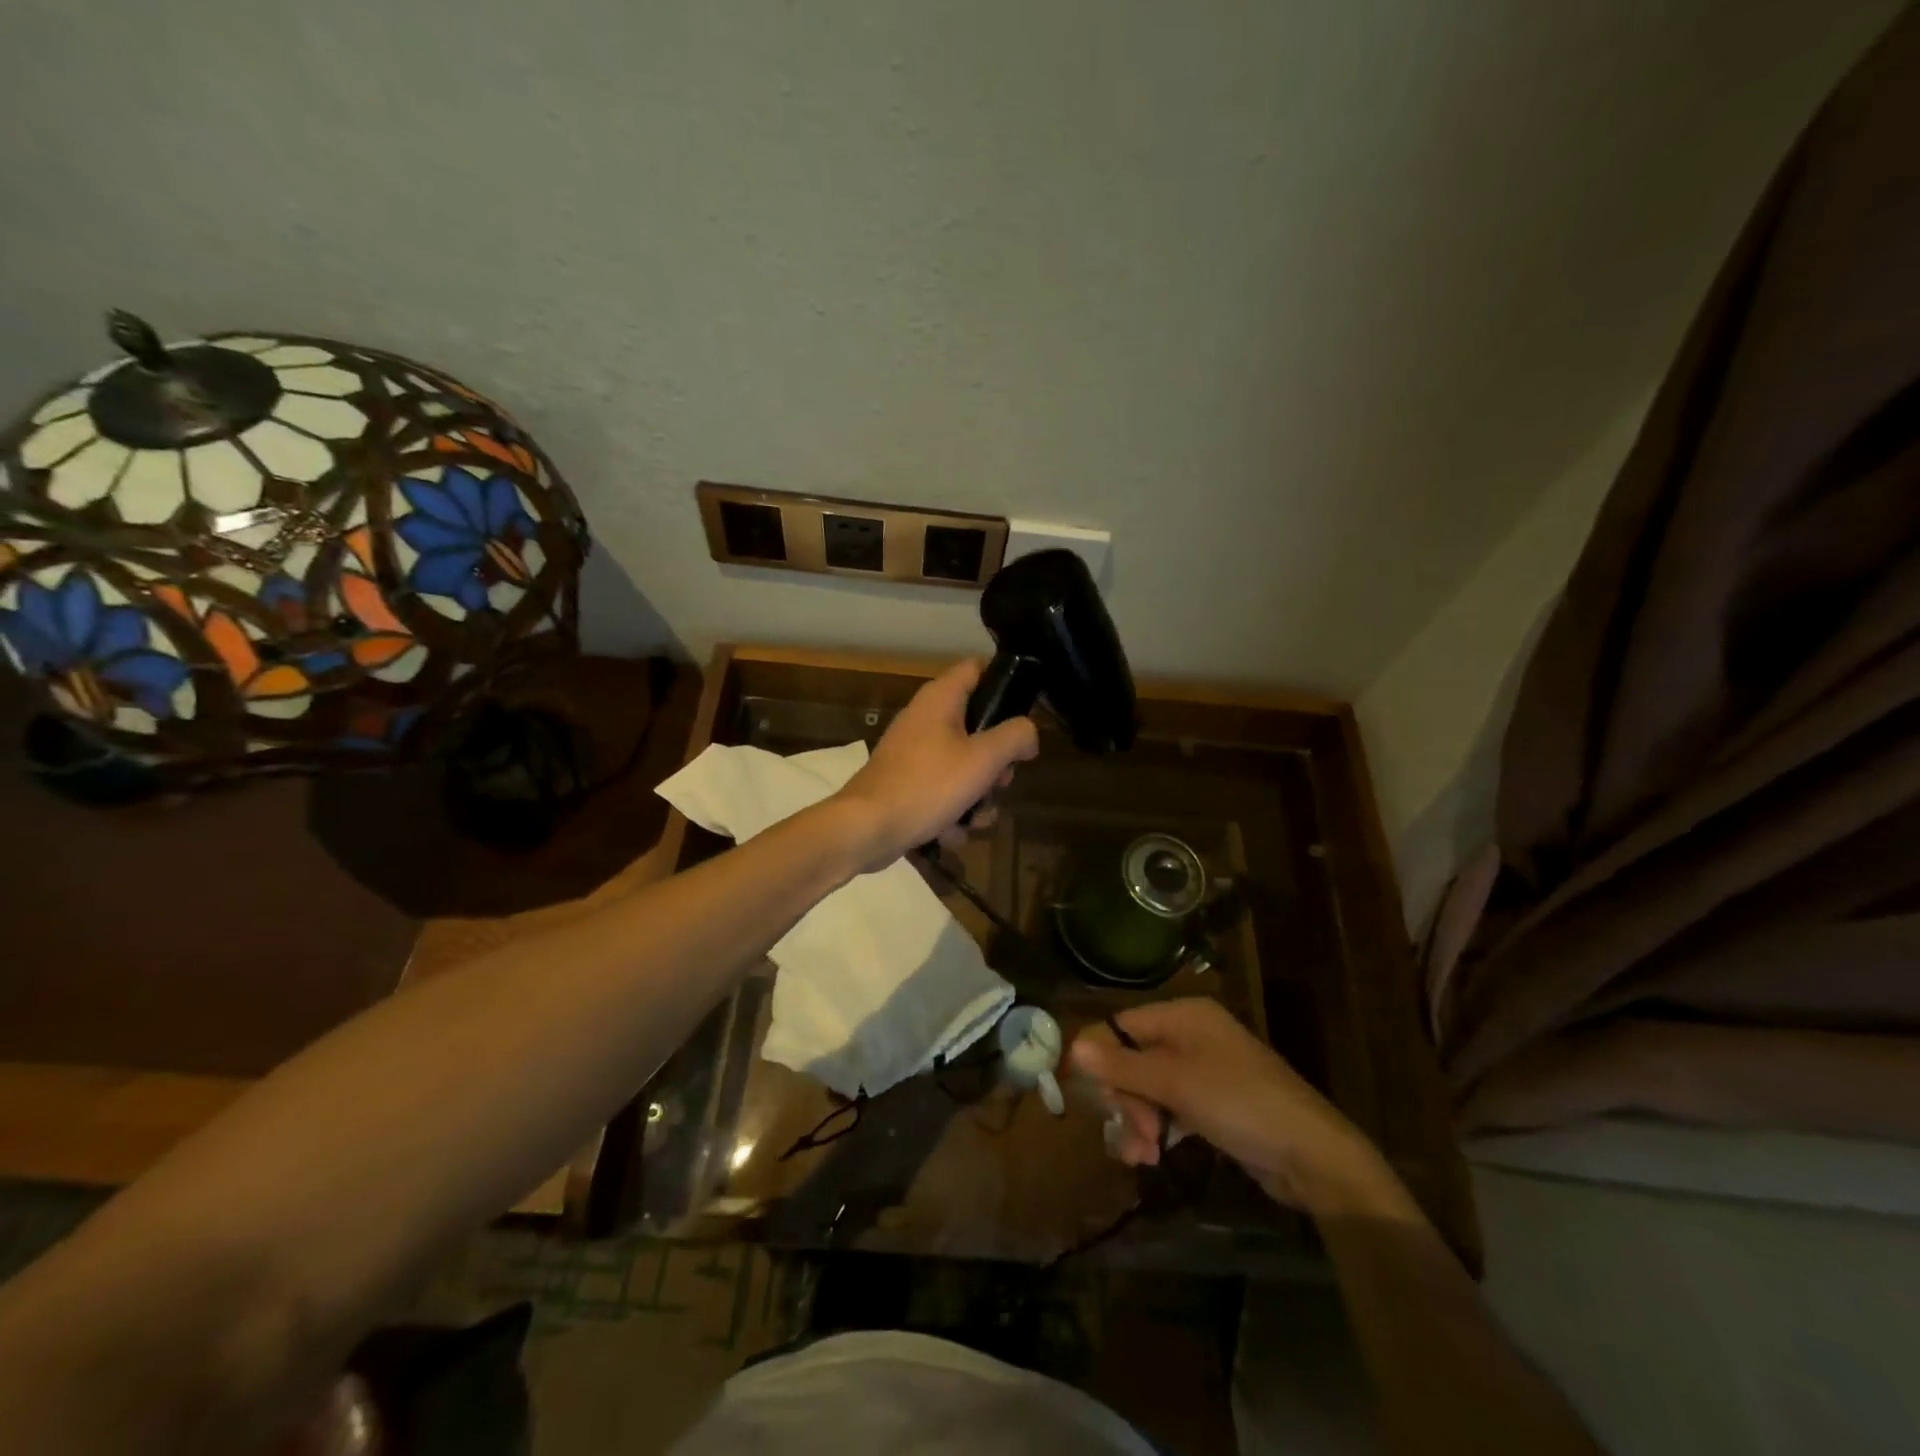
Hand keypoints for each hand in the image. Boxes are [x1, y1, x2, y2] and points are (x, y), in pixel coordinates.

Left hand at [831, 658, 1038, 873]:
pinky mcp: (906, 783)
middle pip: (977, 726)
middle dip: (995, 762)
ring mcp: (913, 753)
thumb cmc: (928, 785)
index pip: (977, 668)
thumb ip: (1015, 737)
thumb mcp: (983, 759)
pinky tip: (948, 832)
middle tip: (1000, 783)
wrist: (867, 828)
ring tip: (974, 818)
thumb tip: (1028, 733)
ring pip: (963, 767)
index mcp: (940, 699)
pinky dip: (950, 814)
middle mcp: (925, 718)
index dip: (1004, 685)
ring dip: (977, 797)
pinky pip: (942, 792)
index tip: (1022, 717)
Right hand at [1070, 998, 1405, 1215]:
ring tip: (1141, 1155)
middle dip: (1125, 1098)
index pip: (1122, 1026)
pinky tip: (1151, 1155)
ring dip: (1137, 1120)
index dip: (1099, 1057)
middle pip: (1132, 1059)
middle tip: (1132, 1132)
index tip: (1085, 1094)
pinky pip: (1168, 1108)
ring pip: (1148, 1088)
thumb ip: (1123, 1066)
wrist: (1311, 1155)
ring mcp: (1202, 1070)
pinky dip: (1156, 1128)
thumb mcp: (1176, 1084)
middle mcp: (1190, 1035)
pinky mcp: (1211, 1103)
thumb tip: (1073, 1047)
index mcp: (1184, 1016)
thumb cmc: (1240, 1103)